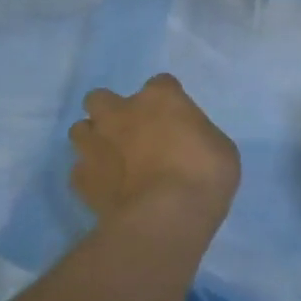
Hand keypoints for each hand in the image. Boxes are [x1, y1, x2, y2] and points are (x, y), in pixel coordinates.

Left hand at [69, 74, 239, 225]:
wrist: (166, 216)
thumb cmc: (205, 176)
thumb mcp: (220, 149)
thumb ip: (197, 137)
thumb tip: (188, 143)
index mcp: (160, 98)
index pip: (161, 84)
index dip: (167, 102)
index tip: (176, 120)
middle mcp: (120, 112)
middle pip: (101, 98)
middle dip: (112, 112)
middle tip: (131, 135)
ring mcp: (95, 144)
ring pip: (81, 130)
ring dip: (95, 141)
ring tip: (113, 163)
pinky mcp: (81, 178)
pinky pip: (81, 171)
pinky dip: (92, 178)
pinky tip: (108, 191)